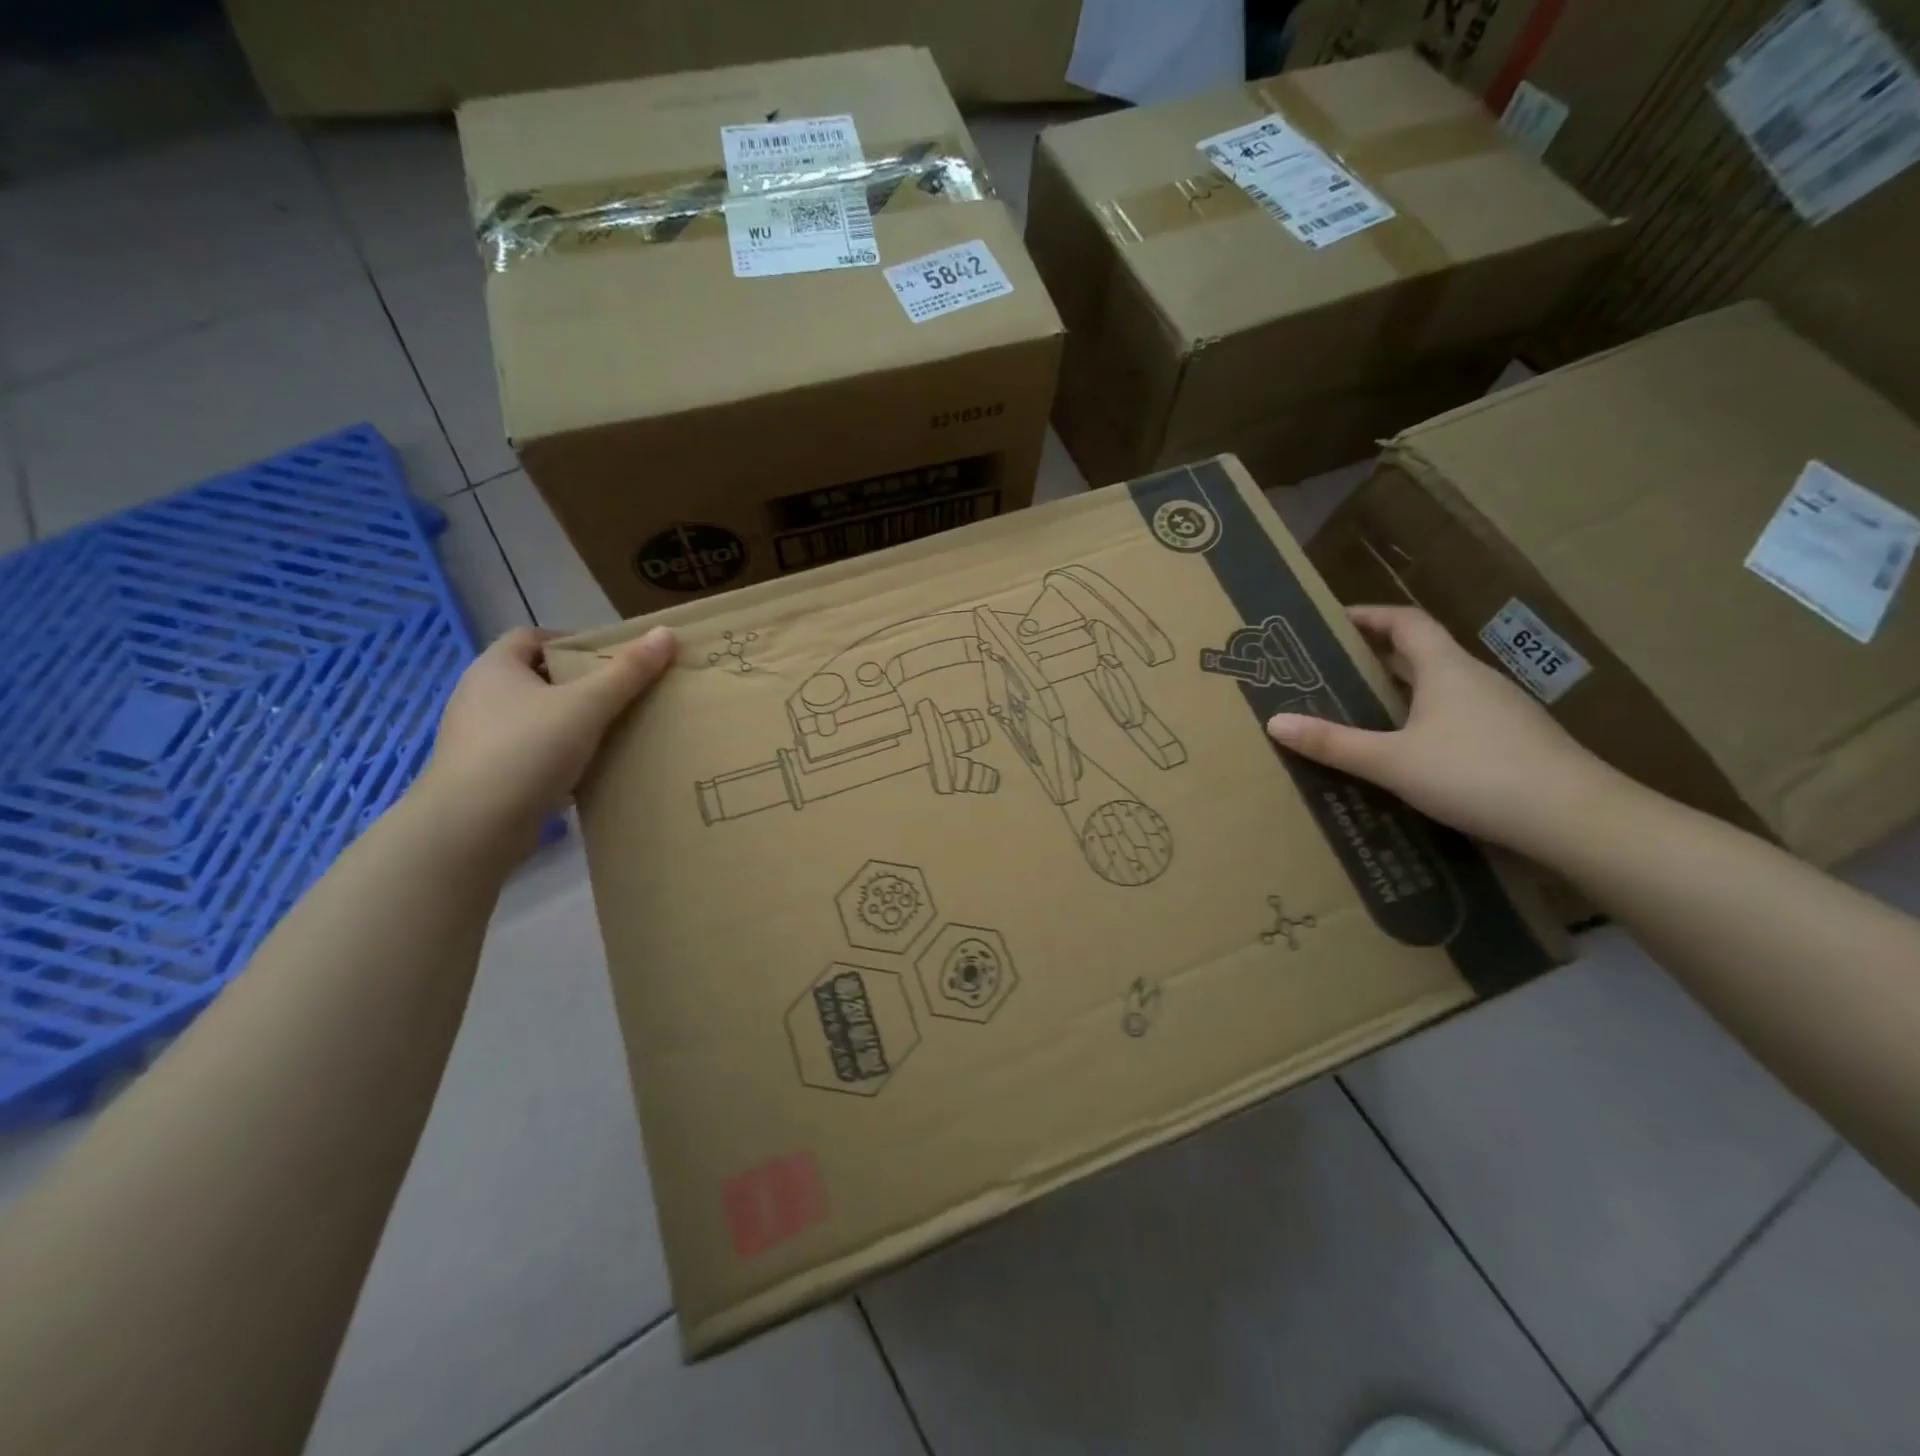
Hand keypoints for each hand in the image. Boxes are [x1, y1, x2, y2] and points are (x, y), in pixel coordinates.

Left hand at [419, 626, 675, 845]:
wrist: (472, 829)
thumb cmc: (527, 751)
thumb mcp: (587, 705)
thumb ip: (628, 671)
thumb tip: (665, 633)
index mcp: (495, 668)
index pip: (533, 636)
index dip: (573, 641)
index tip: (611, 659)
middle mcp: (479, 696)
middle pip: (537, 677)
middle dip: (579, 684)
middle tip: (623, 694)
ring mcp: (479, 738)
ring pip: (535, 718)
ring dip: (571, 722)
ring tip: (613, 732)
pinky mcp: (486, 775)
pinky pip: (531, 753)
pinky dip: (559, 756)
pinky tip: (589, 769)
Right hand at [1265, 605, 1621, 855]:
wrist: (1576, 818)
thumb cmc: (1476, 774)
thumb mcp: (1392, 761)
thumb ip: (1334, 743)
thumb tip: (1275, 722)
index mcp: (1445, 668)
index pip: (1405, 621)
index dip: (1369, 616)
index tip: (1333, 621)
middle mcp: (1474, 679)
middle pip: (1421, 652)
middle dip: (1376, 655)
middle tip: (1333, 668)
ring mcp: (1500, 709)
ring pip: (1441, 686)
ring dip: (1401, 688)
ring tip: (1361, 707)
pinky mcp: (1514, 740)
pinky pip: (1458, 714)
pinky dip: (1425, 717)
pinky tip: (1409, 749)